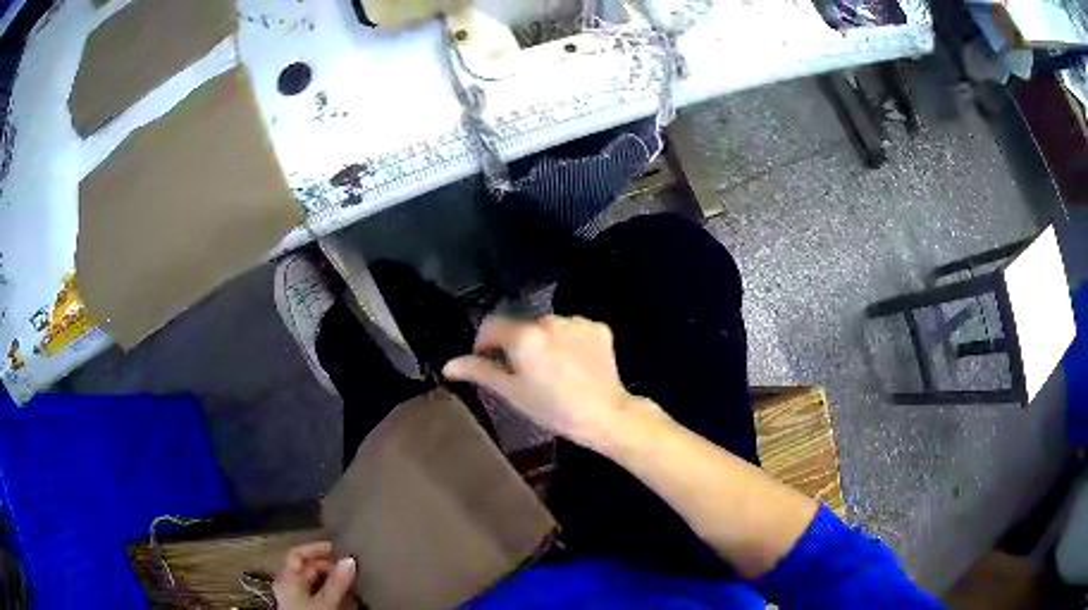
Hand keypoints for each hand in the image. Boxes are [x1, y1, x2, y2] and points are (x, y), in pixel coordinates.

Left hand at [272, 542, 355, 609]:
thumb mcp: (326, 601)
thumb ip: (337, 581)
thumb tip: (350, 560)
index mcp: (286, 577)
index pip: (297, 554)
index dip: (315, 548)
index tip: (336, 548)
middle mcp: (287, 583)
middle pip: (306, 567)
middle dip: (328, 567)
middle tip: (348, 570)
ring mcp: (293, 596)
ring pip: (312, 581)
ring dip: (330, 580)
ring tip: (349, 584)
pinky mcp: (301, 606)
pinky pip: (315, 592)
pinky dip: (328, 591)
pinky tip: (342, 597)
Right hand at [443, 315, 664, 448]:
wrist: (605, 415)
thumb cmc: (553, 408)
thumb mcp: (512, 392)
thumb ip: (479, 372)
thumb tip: (449, 365)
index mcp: (525, 335)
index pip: (491, 326)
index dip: (483, 343)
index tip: (487, 362)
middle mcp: (550, 320)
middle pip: (522, 328)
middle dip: (518, 346)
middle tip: (524, 376)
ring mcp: (577, 322)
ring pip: (549, 328)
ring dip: (545, 343)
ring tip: (554, 372)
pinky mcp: (599, 328)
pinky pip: (574, 330)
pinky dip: (570, 342)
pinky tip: (575, 365)